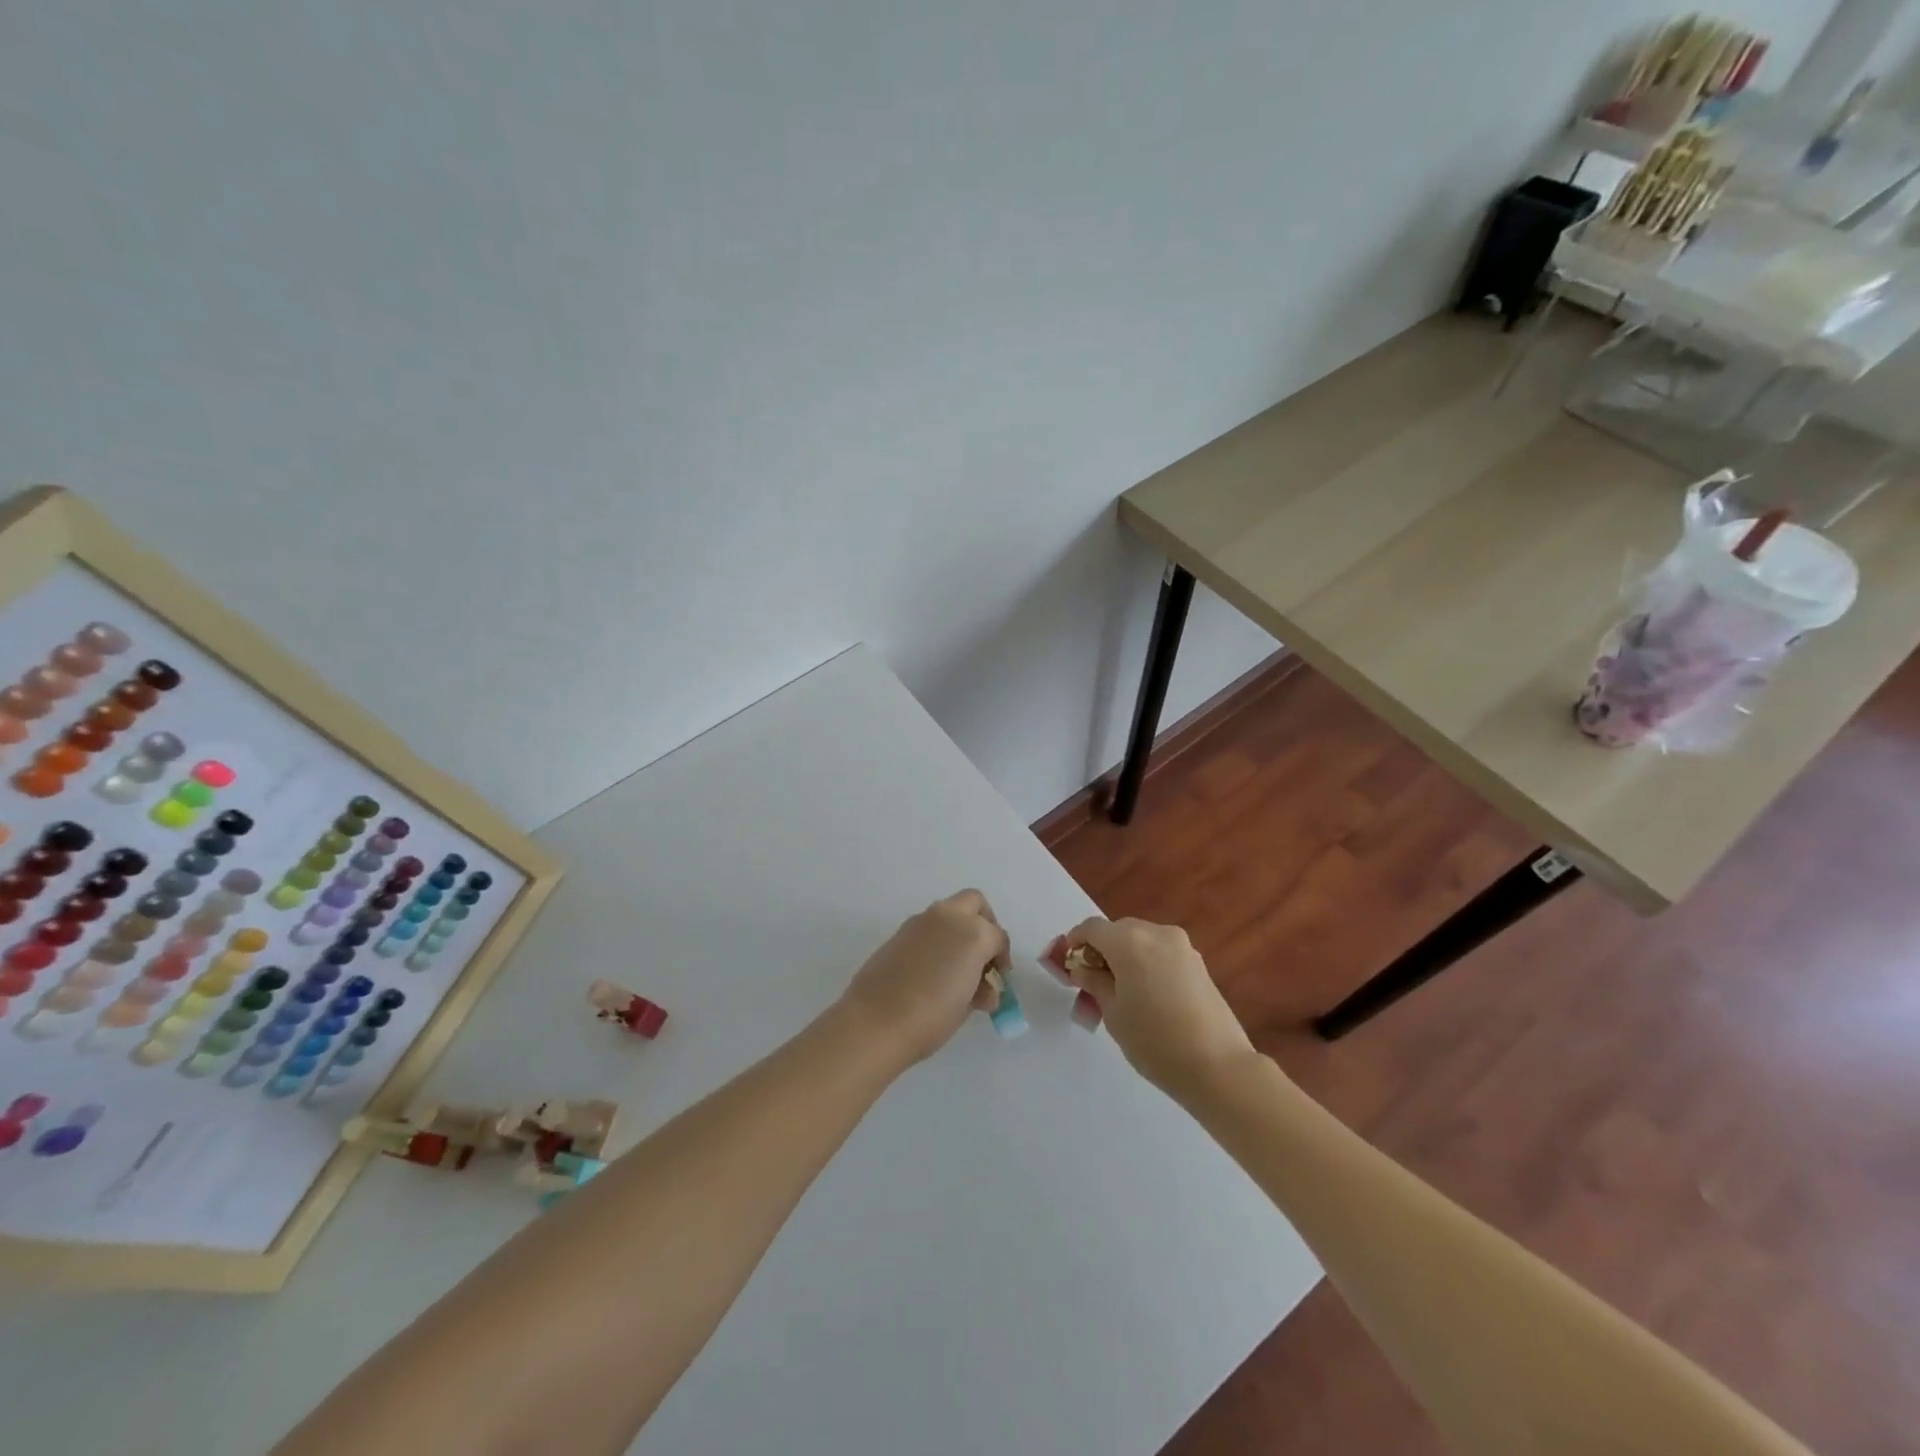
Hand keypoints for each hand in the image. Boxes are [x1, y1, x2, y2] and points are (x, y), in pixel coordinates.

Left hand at [841, 890, 1009, 1065]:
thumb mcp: (966, 1005)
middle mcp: (947, 917)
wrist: (874, 1023)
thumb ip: (980, 988)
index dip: (1002, 958)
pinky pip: (928, 927)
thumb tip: (982, 987)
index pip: (998, 937)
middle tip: (983, 955)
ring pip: (949, 912)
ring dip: (958, 931)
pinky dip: (937, 940)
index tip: (999, 979)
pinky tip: (932, 971)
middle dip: (984, 924)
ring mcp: (920, 922)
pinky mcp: (899, 932)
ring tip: (957, 970)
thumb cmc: (931, 1017)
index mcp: (972, 934)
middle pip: (974, 903)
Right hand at [1044, 918, 1253, 1095]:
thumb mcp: (1113, 1013)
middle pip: (1118, 932)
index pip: (1091, 928)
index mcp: (1130, 941)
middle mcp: (1157, 934)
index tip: (1067, 965)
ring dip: (1124, 959)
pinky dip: (1146, 966)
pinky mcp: (1198, 964)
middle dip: (1101, 952)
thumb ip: (1093, 982)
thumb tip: (1082, 967)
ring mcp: (1182, 947)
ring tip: (1119, 997)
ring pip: (1141, 942)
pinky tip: (1146, 998)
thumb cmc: (1155, 1041)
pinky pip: (1161, 954)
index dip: (1074, 942)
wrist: (1219, 1067)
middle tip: (1090, 986)